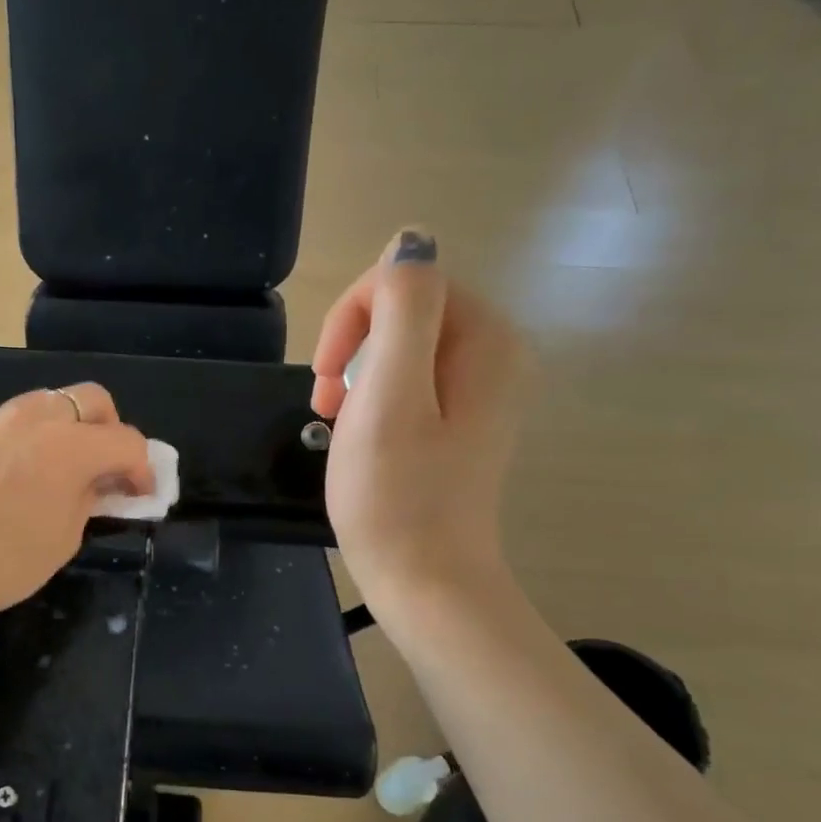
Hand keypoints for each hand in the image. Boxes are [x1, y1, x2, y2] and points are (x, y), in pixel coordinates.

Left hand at [0, 384, 153, 616]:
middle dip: (108, 428)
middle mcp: (35, 419)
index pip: (127, 441)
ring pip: (45, 403)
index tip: (140, 493)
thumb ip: (87, 499)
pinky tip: (8, 476)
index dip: (142, 468)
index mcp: (71, 446)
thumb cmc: (4, 562)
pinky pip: (4, 425)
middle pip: (90, 399)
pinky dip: (21, 441)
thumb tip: (94, 484)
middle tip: (103, 466)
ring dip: (64, 427)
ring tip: (56, 466)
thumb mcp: (64, 538)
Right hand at [311, 229, 531, 614]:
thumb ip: (402, 309)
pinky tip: (360, 432)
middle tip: (325, 402)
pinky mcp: (463, 419)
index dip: (354, 316)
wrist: (425, 582)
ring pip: (402, 345)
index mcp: (484, 339)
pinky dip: (375, 396)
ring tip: (337, 420)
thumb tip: (411, 240)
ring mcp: (481, 389)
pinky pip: (411, 379)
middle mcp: (495, 354)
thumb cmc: (397, 495)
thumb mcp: (389, 394)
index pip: (409, 279)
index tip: (325, 376)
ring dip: (357, 372)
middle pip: (407, 309)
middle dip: (353, 345)